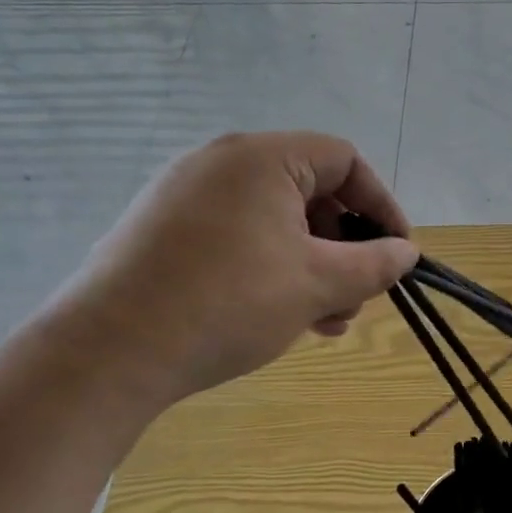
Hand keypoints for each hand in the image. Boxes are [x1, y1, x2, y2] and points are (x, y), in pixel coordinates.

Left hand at [46, 132, 417, 408]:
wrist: (105, 355)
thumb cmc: (229, 303)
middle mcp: (221, 161)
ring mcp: (184, 194)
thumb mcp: (318, 284)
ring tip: (323, 319)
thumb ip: (375, 263)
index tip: (397, 252)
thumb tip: (405, 252)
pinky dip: (269, 265)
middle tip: (356, 296)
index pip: (345, 160)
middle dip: (344, 246)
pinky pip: (236, 234)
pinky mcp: (160, 229)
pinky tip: (278, 313)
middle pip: (309, 191)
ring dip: (310, 263)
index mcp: (262, 157)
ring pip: (273, 219)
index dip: (380, 205)